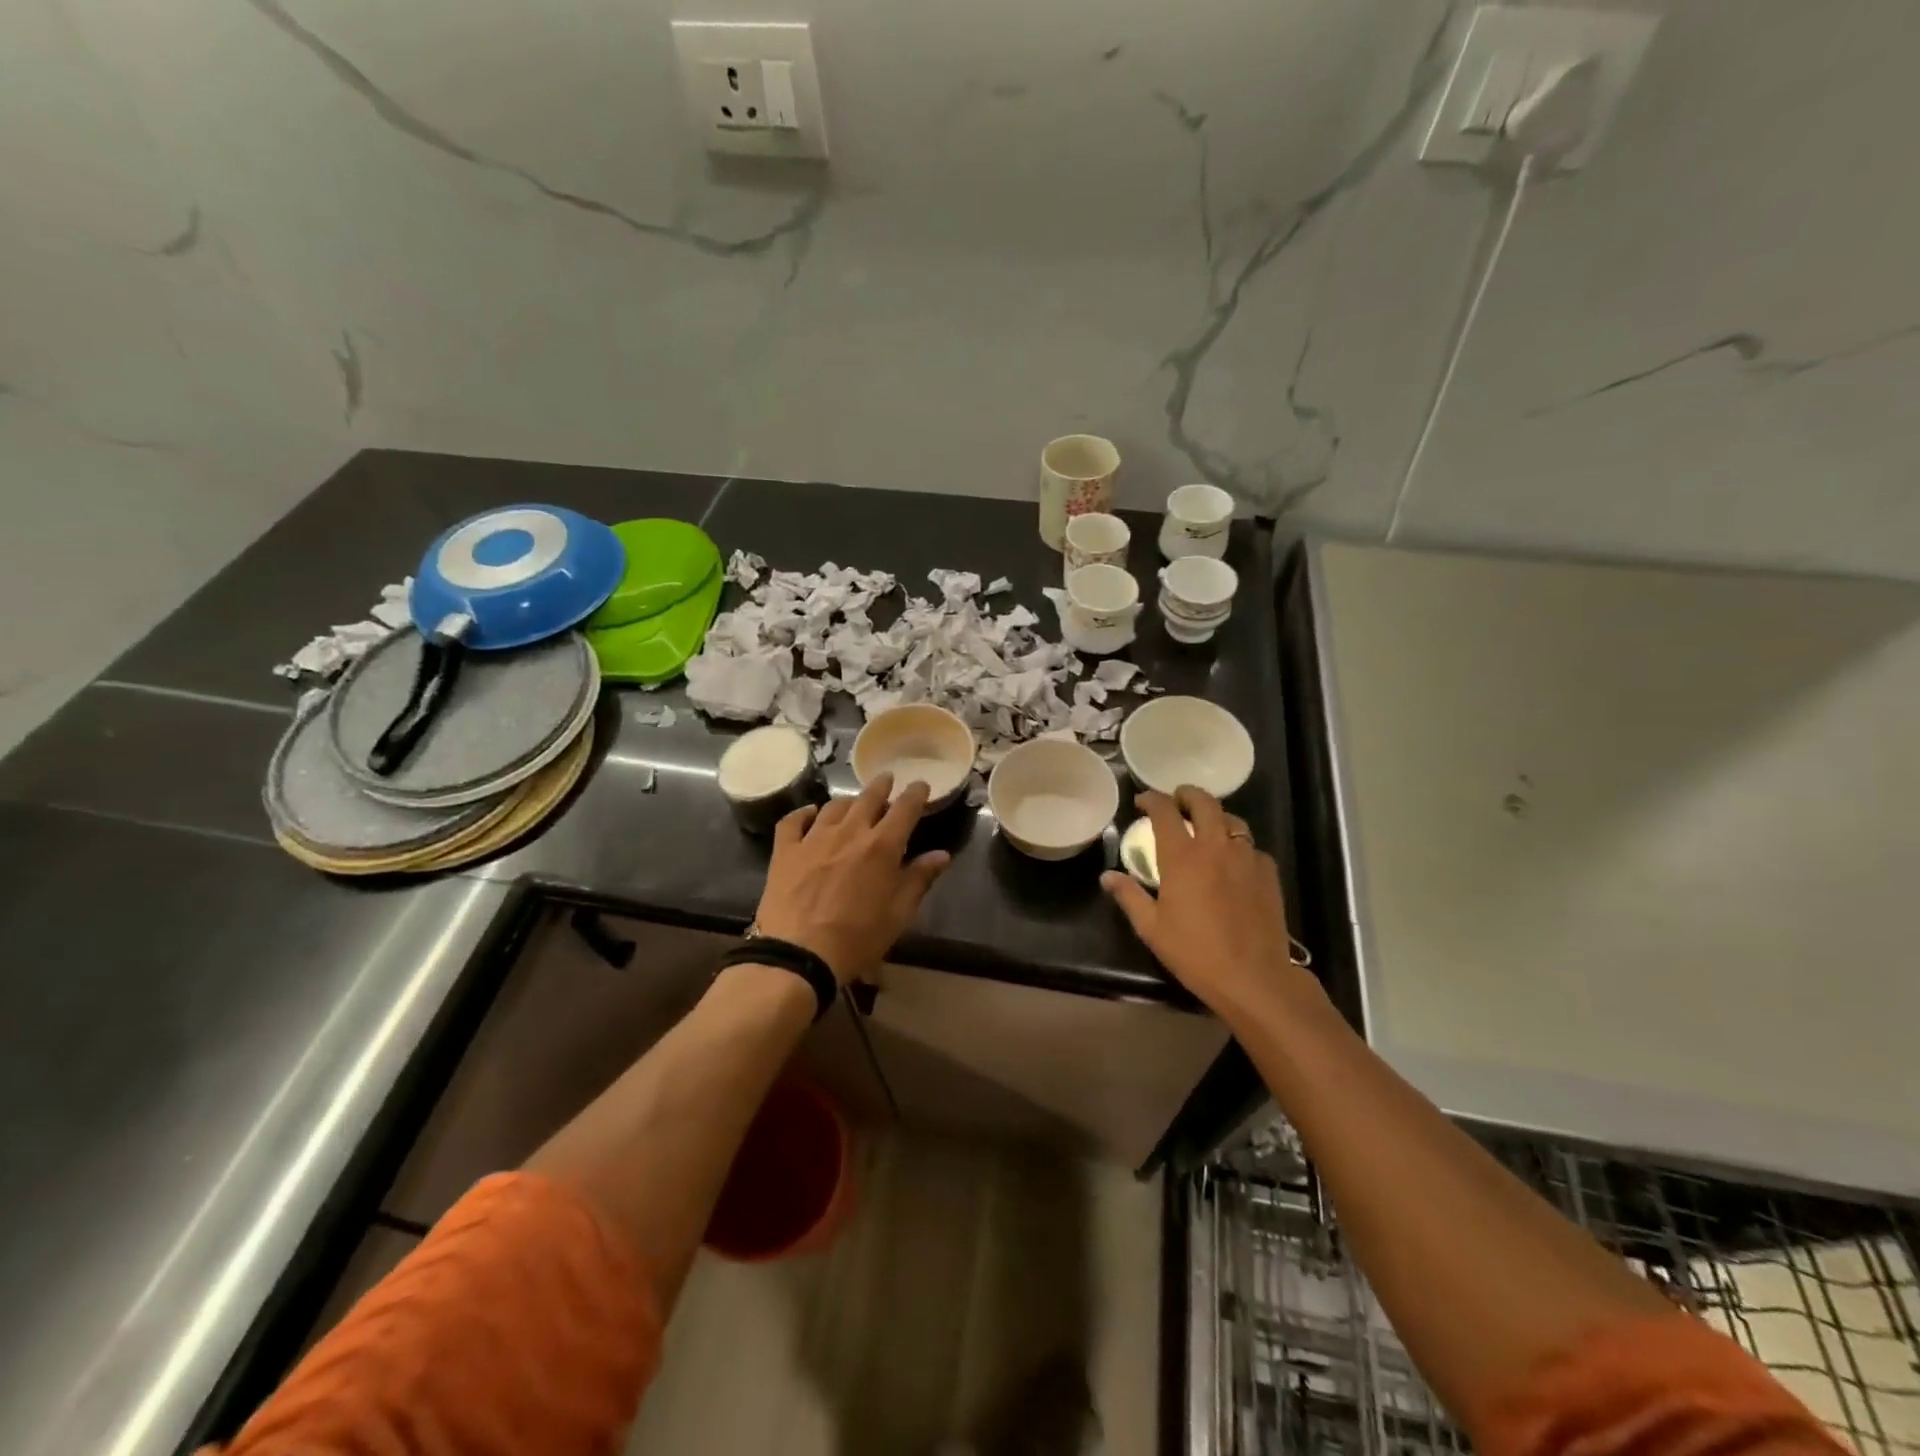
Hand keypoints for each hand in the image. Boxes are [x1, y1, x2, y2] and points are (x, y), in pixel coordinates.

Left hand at [753, 773, 951, 984]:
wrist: (799, 955)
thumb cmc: (857, 939)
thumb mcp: (898, 914)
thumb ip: (919, 879)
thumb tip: (942, 855)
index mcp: (882, 847)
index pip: (905, 808)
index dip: (915, 793)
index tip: (921, 785)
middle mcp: (849, 832)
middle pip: (868, 798)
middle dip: (881, 786)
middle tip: (886, 780)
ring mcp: (813, 838)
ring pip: (834, 806)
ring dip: (848, 801)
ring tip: (852, 803)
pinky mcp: (785, 850)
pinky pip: (793, 821)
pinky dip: (804, 813)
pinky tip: (809, 813)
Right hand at [1101, 787, 1310, 1014]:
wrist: (1253, 977)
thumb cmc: (1195, 952)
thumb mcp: (1151, 927)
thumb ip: (1129, 896)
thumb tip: (1107, 876)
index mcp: (1182, 856)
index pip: (1165, 811)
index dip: (1151, 799)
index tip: (1142, 801)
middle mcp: (1215, 846)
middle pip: (1204, 802)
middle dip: (1187, 794)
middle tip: (1177, 800)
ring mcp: (1246, 857)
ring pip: (1232, 820)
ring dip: (1215, 817)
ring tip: (1206, 828)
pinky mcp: (1268, 873)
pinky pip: (1252, 848)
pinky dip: (1238, 846)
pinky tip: (1234, 862)